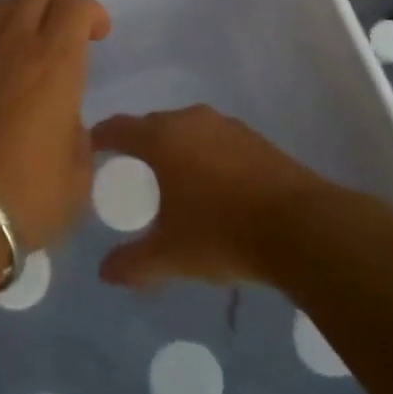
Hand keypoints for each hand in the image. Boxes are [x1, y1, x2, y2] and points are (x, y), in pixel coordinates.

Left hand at [0, 0, 110, 259]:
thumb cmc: (26, 194)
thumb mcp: (78, 173)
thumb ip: (77, 133)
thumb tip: (65, 122)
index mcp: (55, 59)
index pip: (76, 4)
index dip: (92, 13)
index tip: (98, 36)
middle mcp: (13, 40)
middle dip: (56, 9)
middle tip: (63, 41)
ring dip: (18, 19)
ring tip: (23, 51)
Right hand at [91, 106, 346, 287]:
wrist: (303, 228)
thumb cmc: (222, 234)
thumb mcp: (170, 256)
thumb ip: (133, 263)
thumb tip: (104, 273)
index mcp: (162, 138)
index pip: (118, 128)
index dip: (100, 138)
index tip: (89, 149)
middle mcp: (191, 120)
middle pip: (153, 125)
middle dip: (138, 144)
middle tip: (129, 170)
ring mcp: (227, 126)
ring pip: (187, 130)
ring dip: (174, 148)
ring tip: (170, 178)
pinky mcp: (256, 139)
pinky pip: (215, 140)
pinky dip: (204, 155)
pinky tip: (211, 184)